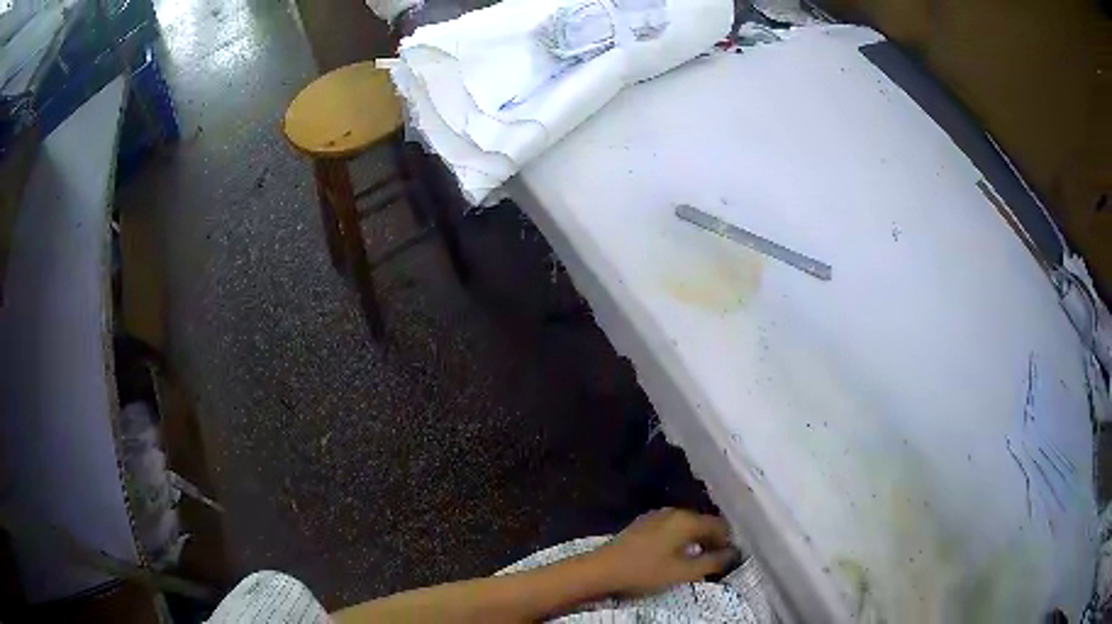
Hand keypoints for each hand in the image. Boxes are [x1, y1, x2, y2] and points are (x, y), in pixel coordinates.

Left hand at [592, 508, 738, 595]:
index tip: (731, 558)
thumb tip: (734, 554)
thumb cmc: (644, 571)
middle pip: (703, 523)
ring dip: (697, 540)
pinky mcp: (643, 525)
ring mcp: (656, 516)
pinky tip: (676, 555)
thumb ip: (712, 562)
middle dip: (713, 540)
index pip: (719, 525)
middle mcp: (674, 512)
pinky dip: (681, 539)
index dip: (728, 541)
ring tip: (698, 560)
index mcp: (687, 520)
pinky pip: (672, 528)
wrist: (601, 570)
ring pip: (687, 525)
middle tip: (716, 561)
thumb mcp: (683, 572)